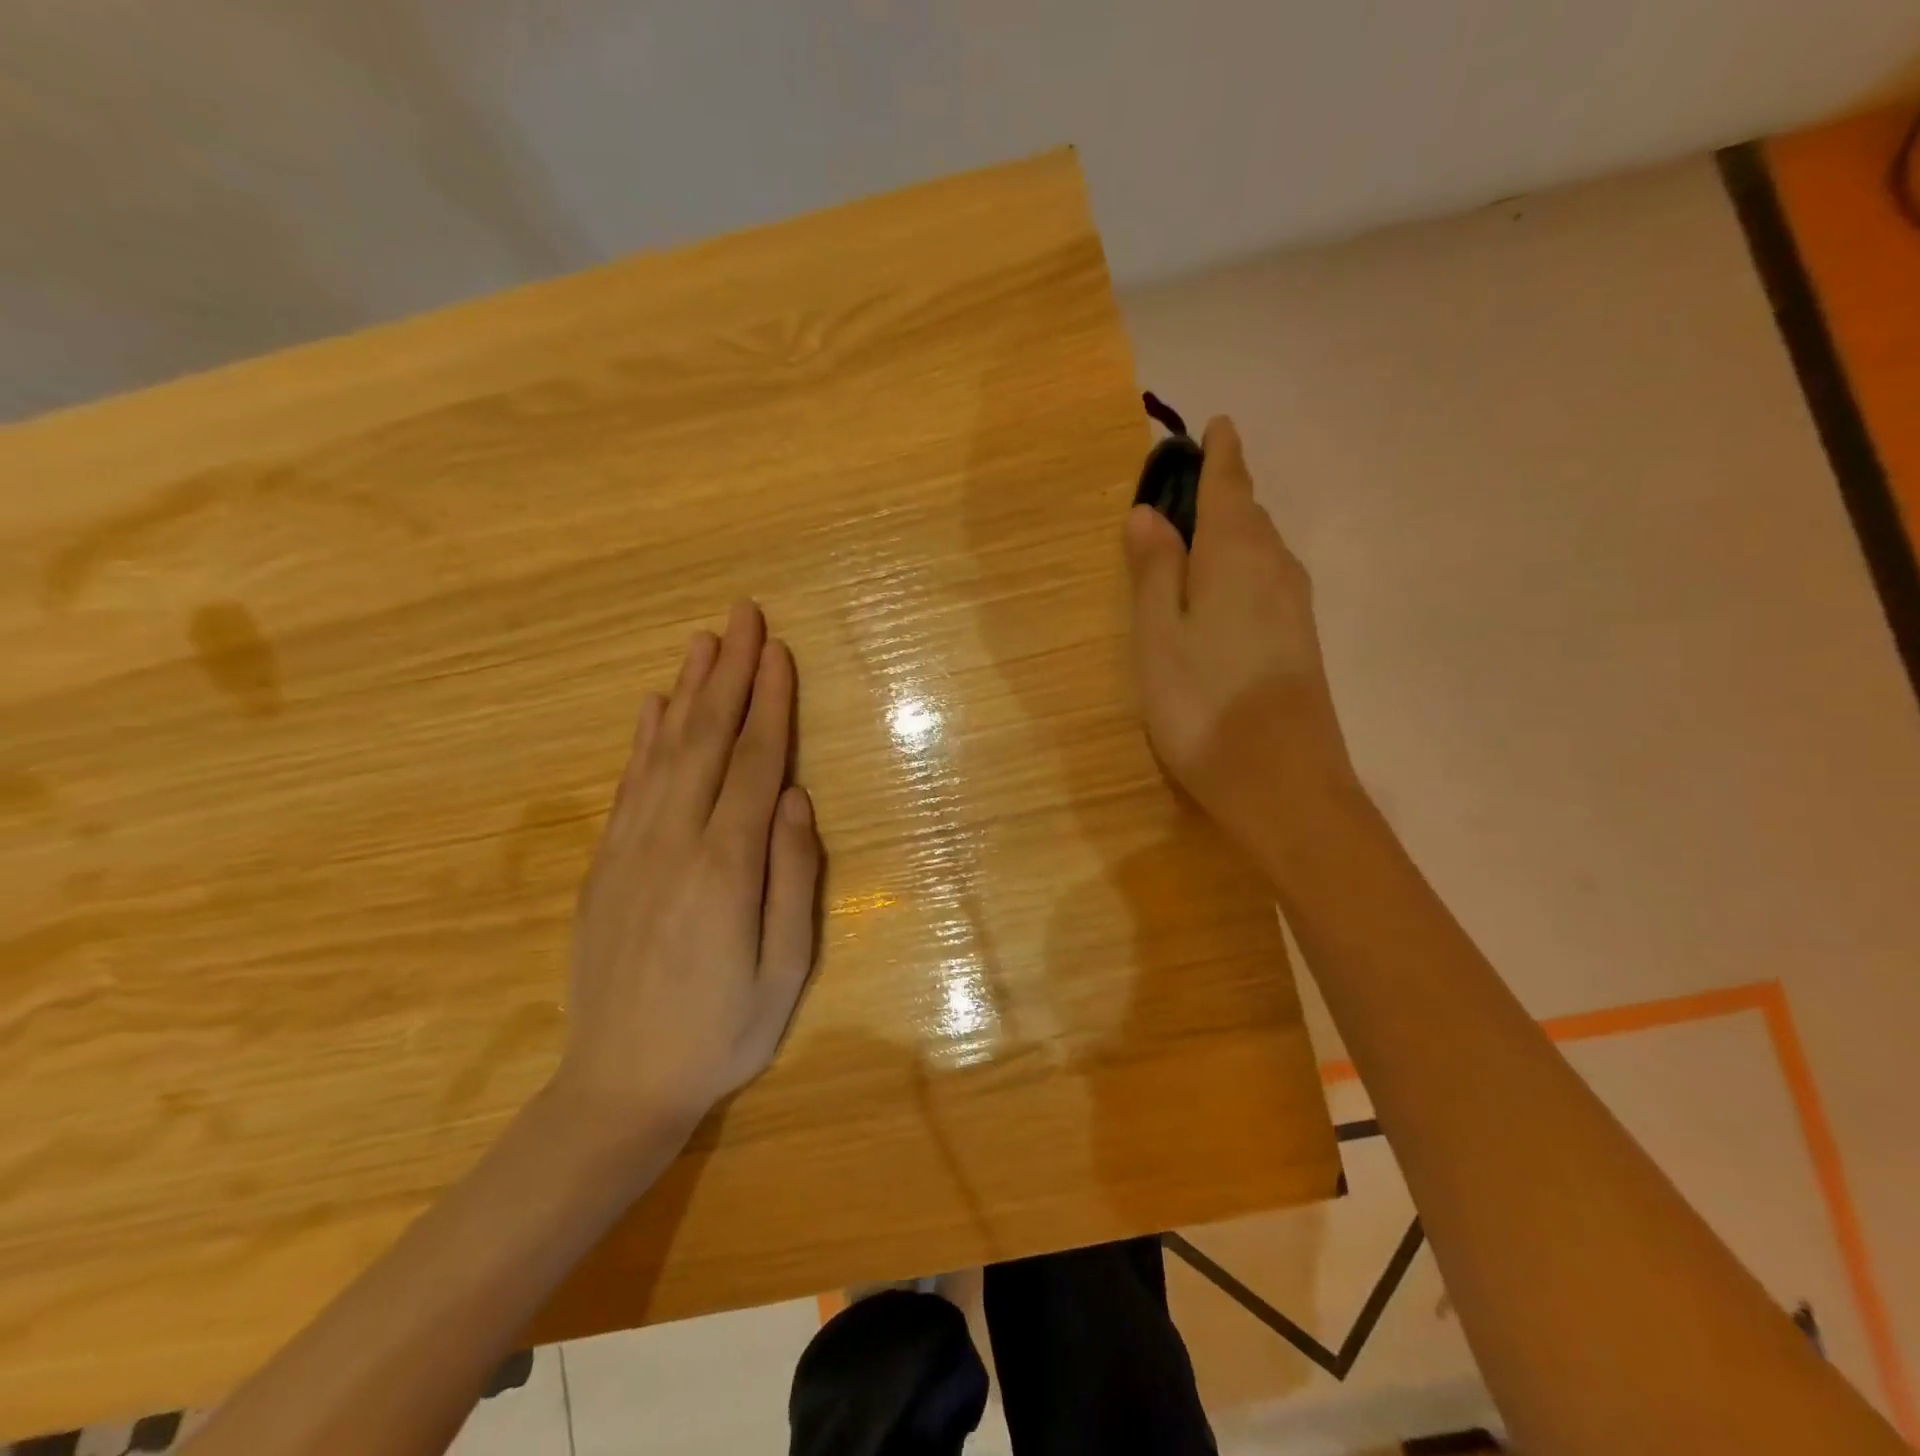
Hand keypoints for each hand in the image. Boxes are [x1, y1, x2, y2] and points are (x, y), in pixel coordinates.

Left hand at [555, 601, 821, 1142]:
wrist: (619, 1085)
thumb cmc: (721, 1031)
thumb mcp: (784, 970)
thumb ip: (791, 877)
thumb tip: (795, 797)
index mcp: (725, 866)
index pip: (753, 763)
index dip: (770, 703)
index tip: (779, 651)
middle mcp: (674, 842)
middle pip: (706, 739)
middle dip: (730, 673)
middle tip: (744, 615)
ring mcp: (631, 849)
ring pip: (663, 750)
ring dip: (687, 690)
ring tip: (705, 641)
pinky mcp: (606, 864)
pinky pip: (628, 785)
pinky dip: (642, 738)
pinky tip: (653, 706)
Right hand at [1124, 416, 1358, 863]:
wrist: (1281, 780)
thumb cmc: (1203, 701)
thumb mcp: (1159, 633)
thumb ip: (1154, 569)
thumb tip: (1147, 513)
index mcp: (1237, 552)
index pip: (1229, 484)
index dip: (1220, 453)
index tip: (1216, 424)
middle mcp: (1276, 566)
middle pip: (1248, 513)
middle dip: (1221, 492)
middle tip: (1183, 487)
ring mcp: (1294, 605)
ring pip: (1259, 548)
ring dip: (1230, 532)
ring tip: (1193, 535)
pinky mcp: (1298, 640)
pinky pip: (1266, 580)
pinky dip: (1240, 567)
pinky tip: (1220, 590)